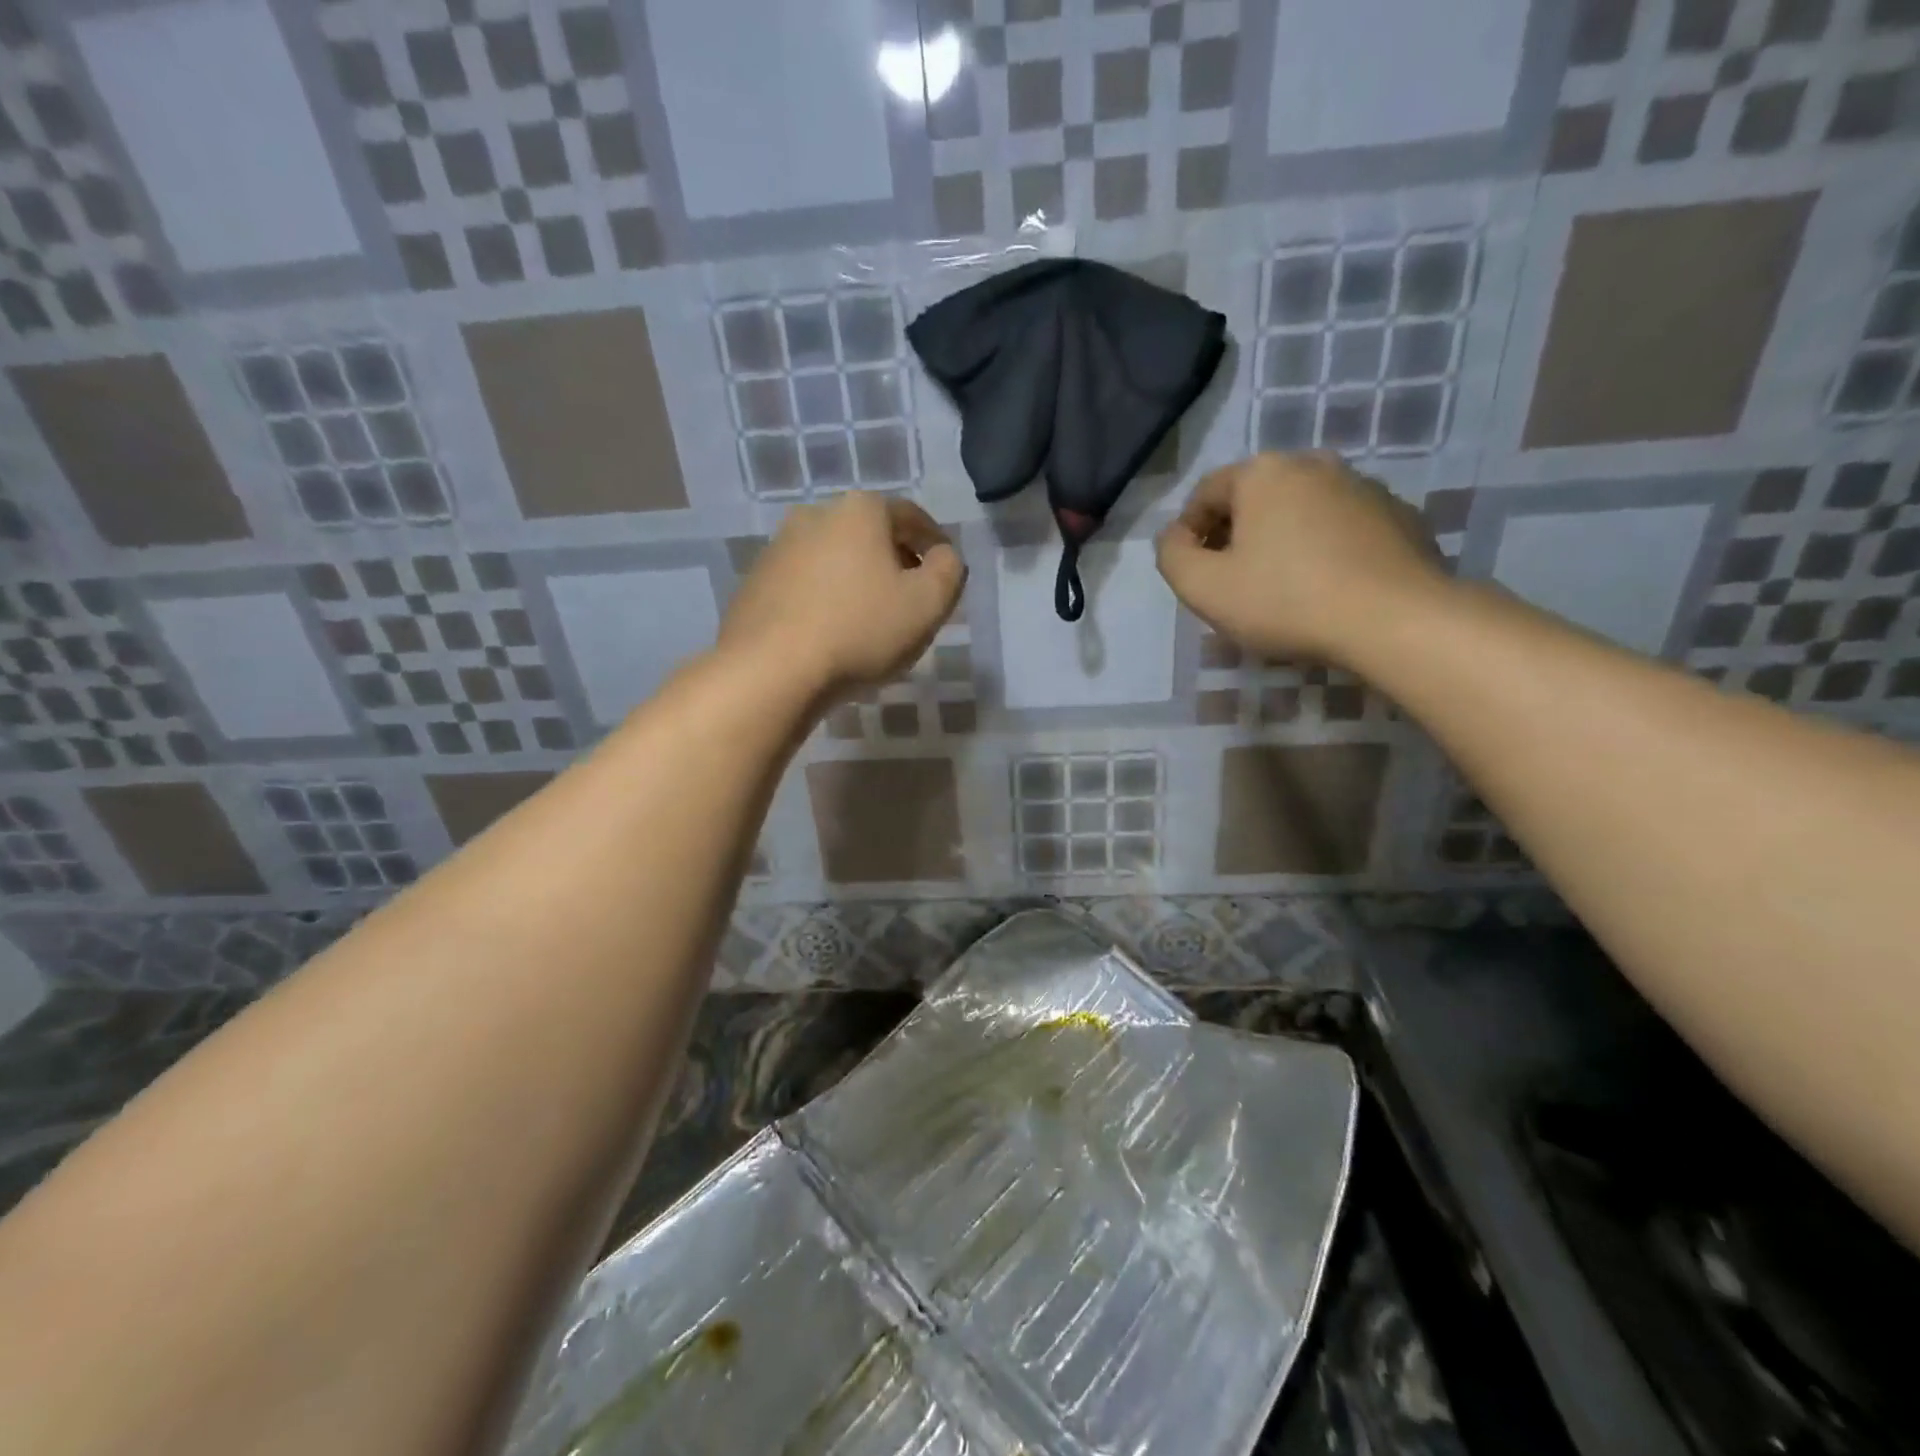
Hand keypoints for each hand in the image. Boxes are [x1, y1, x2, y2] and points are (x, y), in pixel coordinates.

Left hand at [720, 493, 965, 699]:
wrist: (771, 670)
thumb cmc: (860, 630)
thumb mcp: (928, 603)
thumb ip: (949, 570)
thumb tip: (943, 557)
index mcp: (860, 510)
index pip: (911, 517)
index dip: (935, 544)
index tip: (945, 573)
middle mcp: (815, 515)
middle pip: (870, 535)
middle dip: (894, 562)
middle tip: (911, 600)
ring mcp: (778, 548)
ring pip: (835, 560)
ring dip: (857, 582)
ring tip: (870, 622)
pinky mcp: (755, 583)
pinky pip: (805, 585)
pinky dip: (825, 600)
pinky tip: (832, 633)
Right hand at [1156, 452, 1446, 665]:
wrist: (1395, 619)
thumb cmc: (1285, 600)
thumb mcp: (1203, 587)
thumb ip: (1172, 556)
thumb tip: (1174, 537)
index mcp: (1263, 473)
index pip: (1206, 493)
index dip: (1188, 533)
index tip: (1191, 573)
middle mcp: (1314, 464)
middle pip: (1255, 499)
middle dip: (1235, 536)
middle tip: (1231, 583)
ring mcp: (1364, 487)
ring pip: (1300, 512)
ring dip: (1281, 541)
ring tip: (1280, 589)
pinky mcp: (1399, 516)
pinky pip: (1342, 528)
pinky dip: (1324, 550)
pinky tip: (1325, 588)